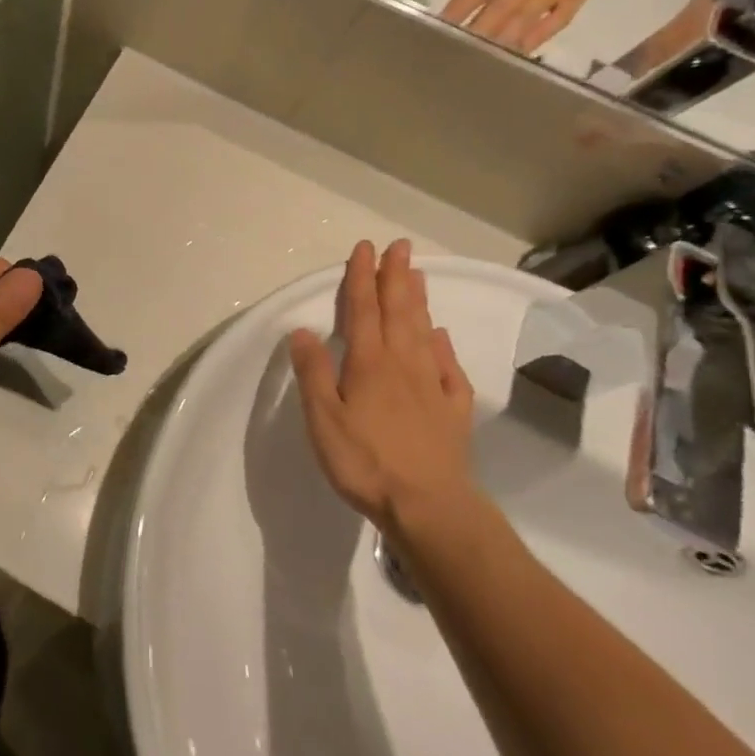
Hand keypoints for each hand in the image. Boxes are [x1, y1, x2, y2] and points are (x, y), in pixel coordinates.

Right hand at [290, 239, 476, 538]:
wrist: (429, 508)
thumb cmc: (366, 461)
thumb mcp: (323, 418)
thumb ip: (313, 372)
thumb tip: (302, 330)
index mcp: (369, 363)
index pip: (363, 310)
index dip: (362, 277)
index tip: (365, 248)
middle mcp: (402, 365)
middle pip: (398, 312)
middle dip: (396, 277)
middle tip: (400, 247)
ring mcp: (431, 387)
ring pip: (424, 333)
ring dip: (419, 301)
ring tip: (418, 275)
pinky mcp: (452, 412)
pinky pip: (449, 370)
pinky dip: (444, 347)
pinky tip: (441, 336)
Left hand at [436, 0, 643, 52]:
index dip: (455, 12)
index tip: (438, 27)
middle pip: (494, 15)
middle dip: (473, 34)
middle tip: (455, 50)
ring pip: (520, 24)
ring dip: (499, 41)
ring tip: (480, 57)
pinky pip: (554, 23)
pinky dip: (537, 38)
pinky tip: (521, 50)